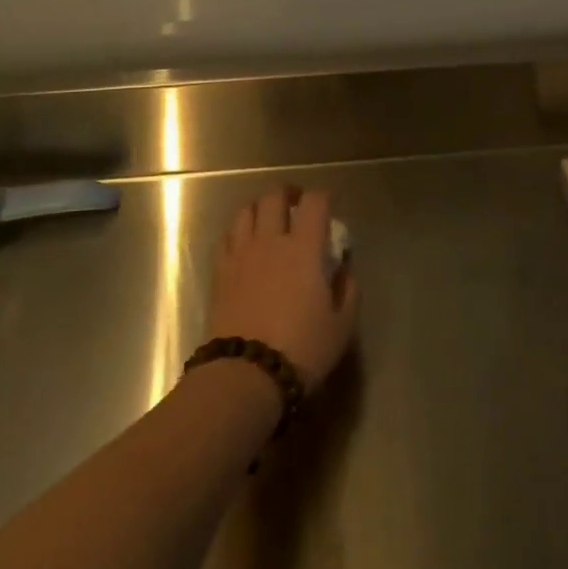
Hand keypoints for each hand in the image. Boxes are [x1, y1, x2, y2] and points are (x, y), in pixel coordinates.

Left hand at [209, 189, 356, 389]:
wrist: (246, 375)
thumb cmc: (302, 349)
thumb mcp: (342, 325)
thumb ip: (348, 290)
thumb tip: (344, 269)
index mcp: (304, 248)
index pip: (314, 202)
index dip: (324, 196)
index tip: (329, 204)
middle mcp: (270, 241)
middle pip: (274, 196)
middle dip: (287, 193)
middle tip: (296, 205)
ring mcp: (240, 254)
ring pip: (246, 210)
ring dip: (260, 208)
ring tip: (268, 220)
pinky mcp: (219, 272)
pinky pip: (227, 236)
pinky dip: (238, 231)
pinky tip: (245, 244)